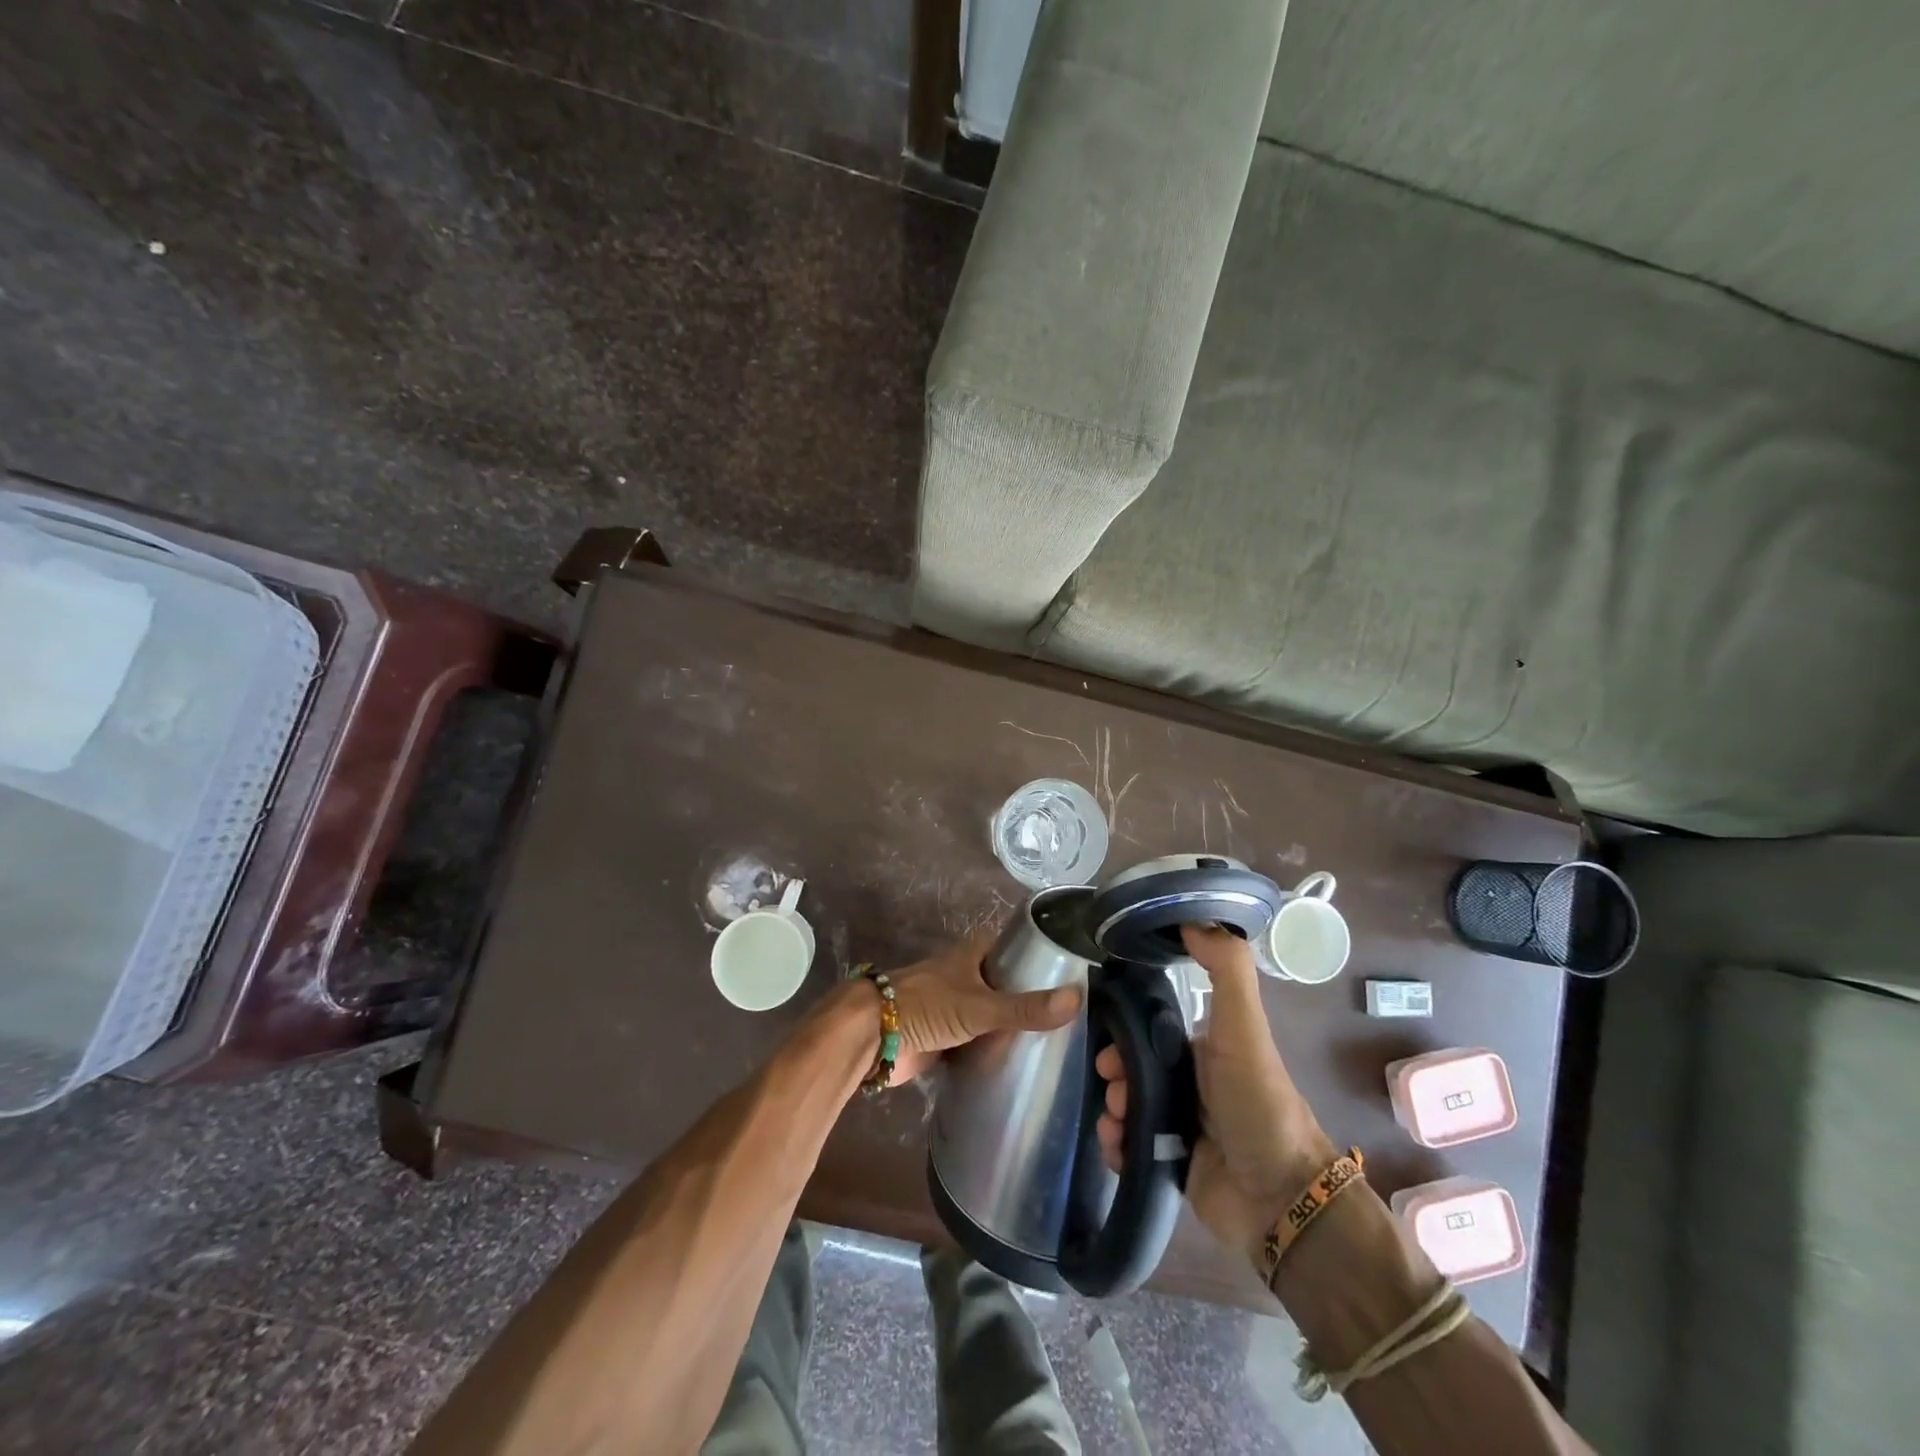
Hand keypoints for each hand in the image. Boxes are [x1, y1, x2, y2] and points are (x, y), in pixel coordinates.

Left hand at [882, 932, 1082, 1084]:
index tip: (1071, 973)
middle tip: (1070, 1017)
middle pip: (1003, 983)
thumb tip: (1077, 999)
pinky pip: (976, 1041)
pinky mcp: (944, 1037)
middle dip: (1029, 997)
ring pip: (990, 1014)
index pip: (1012, 947)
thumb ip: (1025, 1007)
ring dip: (1011, 1026)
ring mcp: (953, 1007)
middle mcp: (964, 976)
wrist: (873, 1036)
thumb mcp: (981, 1006)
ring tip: (1054, 1043)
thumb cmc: (926, 1007)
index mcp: (971, 954)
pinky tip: (1020, 1064)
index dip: (1037, 956)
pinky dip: (992, 1050)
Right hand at [1096, 924, 1336, 1264]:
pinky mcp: (1170, 1166)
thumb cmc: (1257, 1102)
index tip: (1107, 1045)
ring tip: (1115, 1123)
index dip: (1123, 1033)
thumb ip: (1226, 970)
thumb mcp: (1244, 1028)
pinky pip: (1129, 1149)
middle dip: (1112, 1075)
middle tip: (1110, 1087)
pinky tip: (1117, 1148)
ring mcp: (1179, 1126)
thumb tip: (1193, 918)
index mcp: (1201, 1049)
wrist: (1278, 1197)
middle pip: (1131, 1069)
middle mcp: (1188, 1084)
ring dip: (1111, 1111)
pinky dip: (1116, 1145)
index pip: (1148, 1031)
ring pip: (1125, 1107)